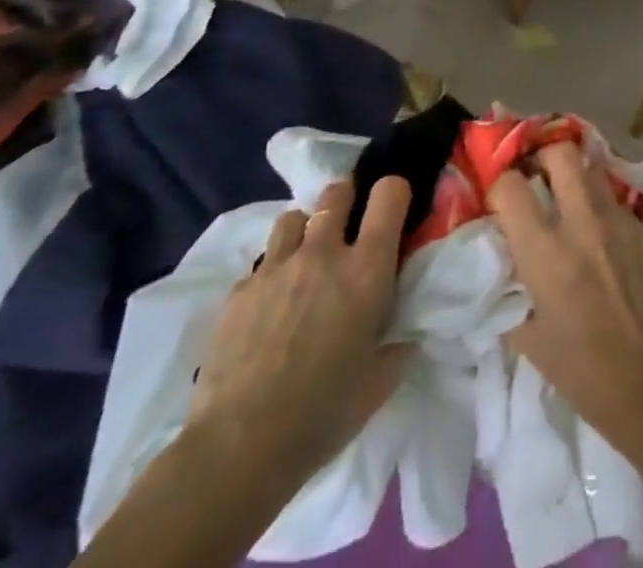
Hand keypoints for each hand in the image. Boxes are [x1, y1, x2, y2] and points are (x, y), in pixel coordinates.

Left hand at [184, 175, 412, 492]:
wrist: (237, 449)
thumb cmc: (323, 413)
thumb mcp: (381, 379)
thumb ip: (398, 342)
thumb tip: (404, 333)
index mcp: (367, 267)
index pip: (390, 193)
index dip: (394, 193)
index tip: (393, 212)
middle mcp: (323, 253)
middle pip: (337, 192)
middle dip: (346, 201)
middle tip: (348, 229)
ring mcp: (275, 268)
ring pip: (293, 217)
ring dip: (305, 231)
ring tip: (305, 261)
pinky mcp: (238, 292)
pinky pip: (260, 264)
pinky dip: (271, 275)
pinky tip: (268, 309)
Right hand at [489, 143, 642, 448]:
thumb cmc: (580, 369)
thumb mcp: (528, 338)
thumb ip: (511, 293)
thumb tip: (503, 268)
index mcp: (546, 252)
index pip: (511, 186)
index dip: (499, 183)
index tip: (497, 195)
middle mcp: (582, 224)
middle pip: (561, 154)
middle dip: (543, 155)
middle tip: (535, 174)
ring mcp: (617, 222)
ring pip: (592, 169)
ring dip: (574, 175)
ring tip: (566, 195)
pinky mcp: (641, 229)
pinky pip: (614, 200)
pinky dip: (599, 204)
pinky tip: (598, 231)